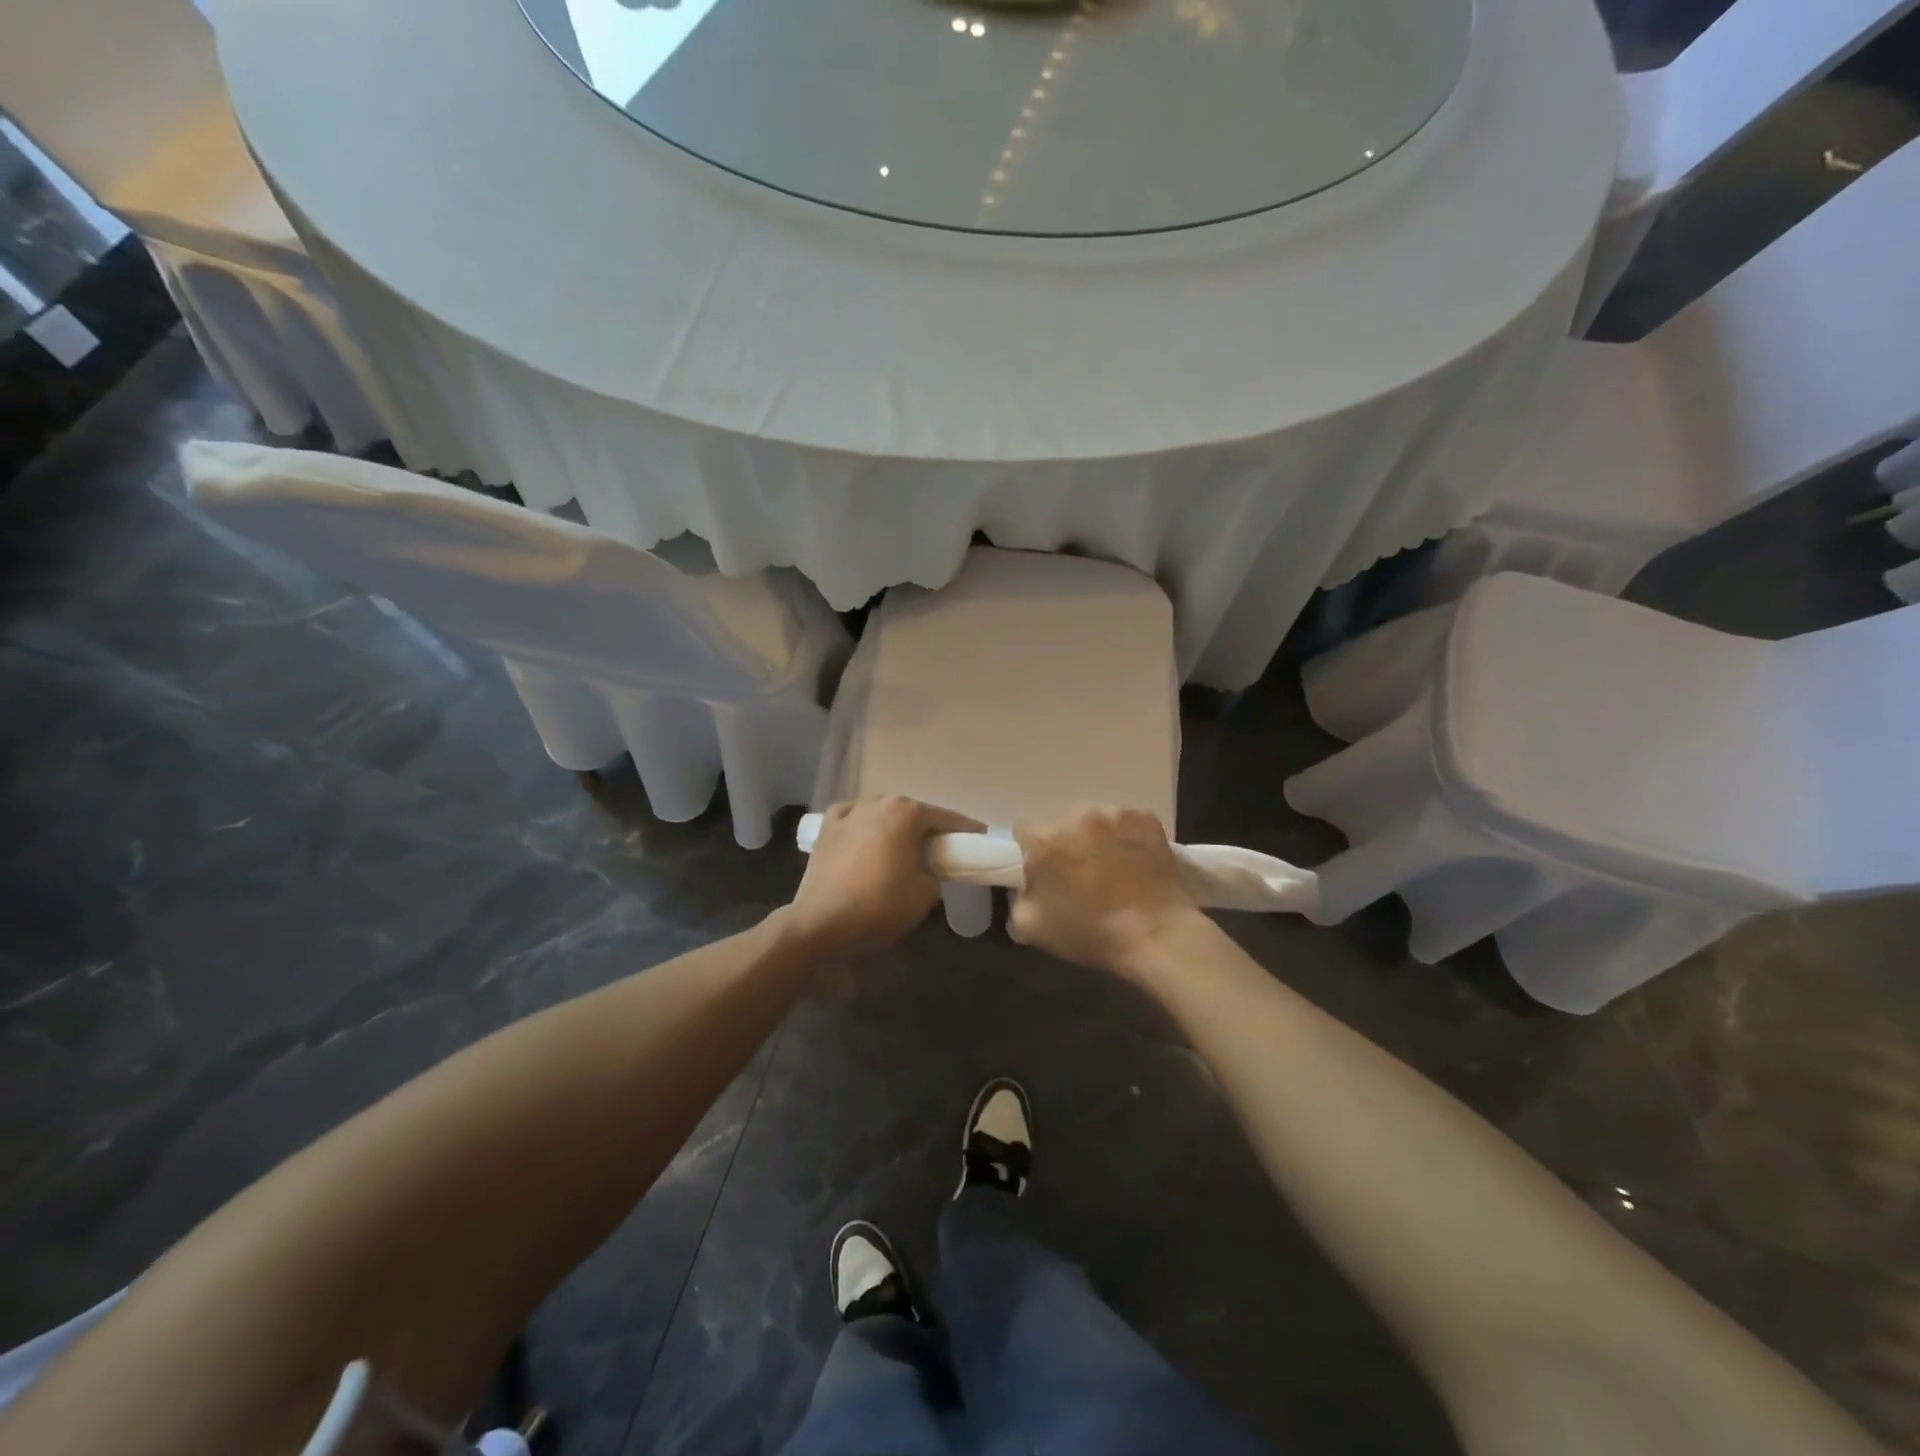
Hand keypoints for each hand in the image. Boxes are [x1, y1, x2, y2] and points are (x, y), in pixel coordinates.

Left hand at [784, 797, 984, 957]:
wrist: (820, 923)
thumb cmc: (879, 906)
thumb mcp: (926, 893)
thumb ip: (937, 871)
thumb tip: (930, 867)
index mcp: (906, 812)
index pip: (947, 819)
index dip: (966, 831)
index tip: (980, 839)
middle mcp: (878, 802)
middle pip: (912, 813)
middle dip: (928, 828)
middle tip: (941, 849)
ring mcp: (849, 812)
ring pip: (882, 813)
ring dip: (894, 826)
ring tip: (902, 846)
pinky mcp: (826, 828)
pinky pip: (853, 820)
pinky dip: (864, 827)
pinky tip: (866, 838)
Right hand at [1010, 805, 1203, 972]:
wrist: (1156, 936)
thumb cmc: (1091, 934)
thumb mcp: (1031, 926)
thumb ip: (1019, 893)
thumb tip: (1028, 879)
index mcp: (1045, 840)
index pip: (1024, 831)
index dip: (1032, 852)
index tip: (1046, 871)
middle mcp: (1076, 815)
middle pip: (1059, 821)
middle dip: (1064, 841)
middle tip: (1079, 870)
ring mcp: (1114, 813)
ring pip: (1092, 817)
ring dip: (1093, 835)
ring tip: (1109, 864)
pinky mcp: (1145, 816)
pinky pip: (1124, 820)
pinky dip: (1124, 835)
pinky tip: (1132, 858)